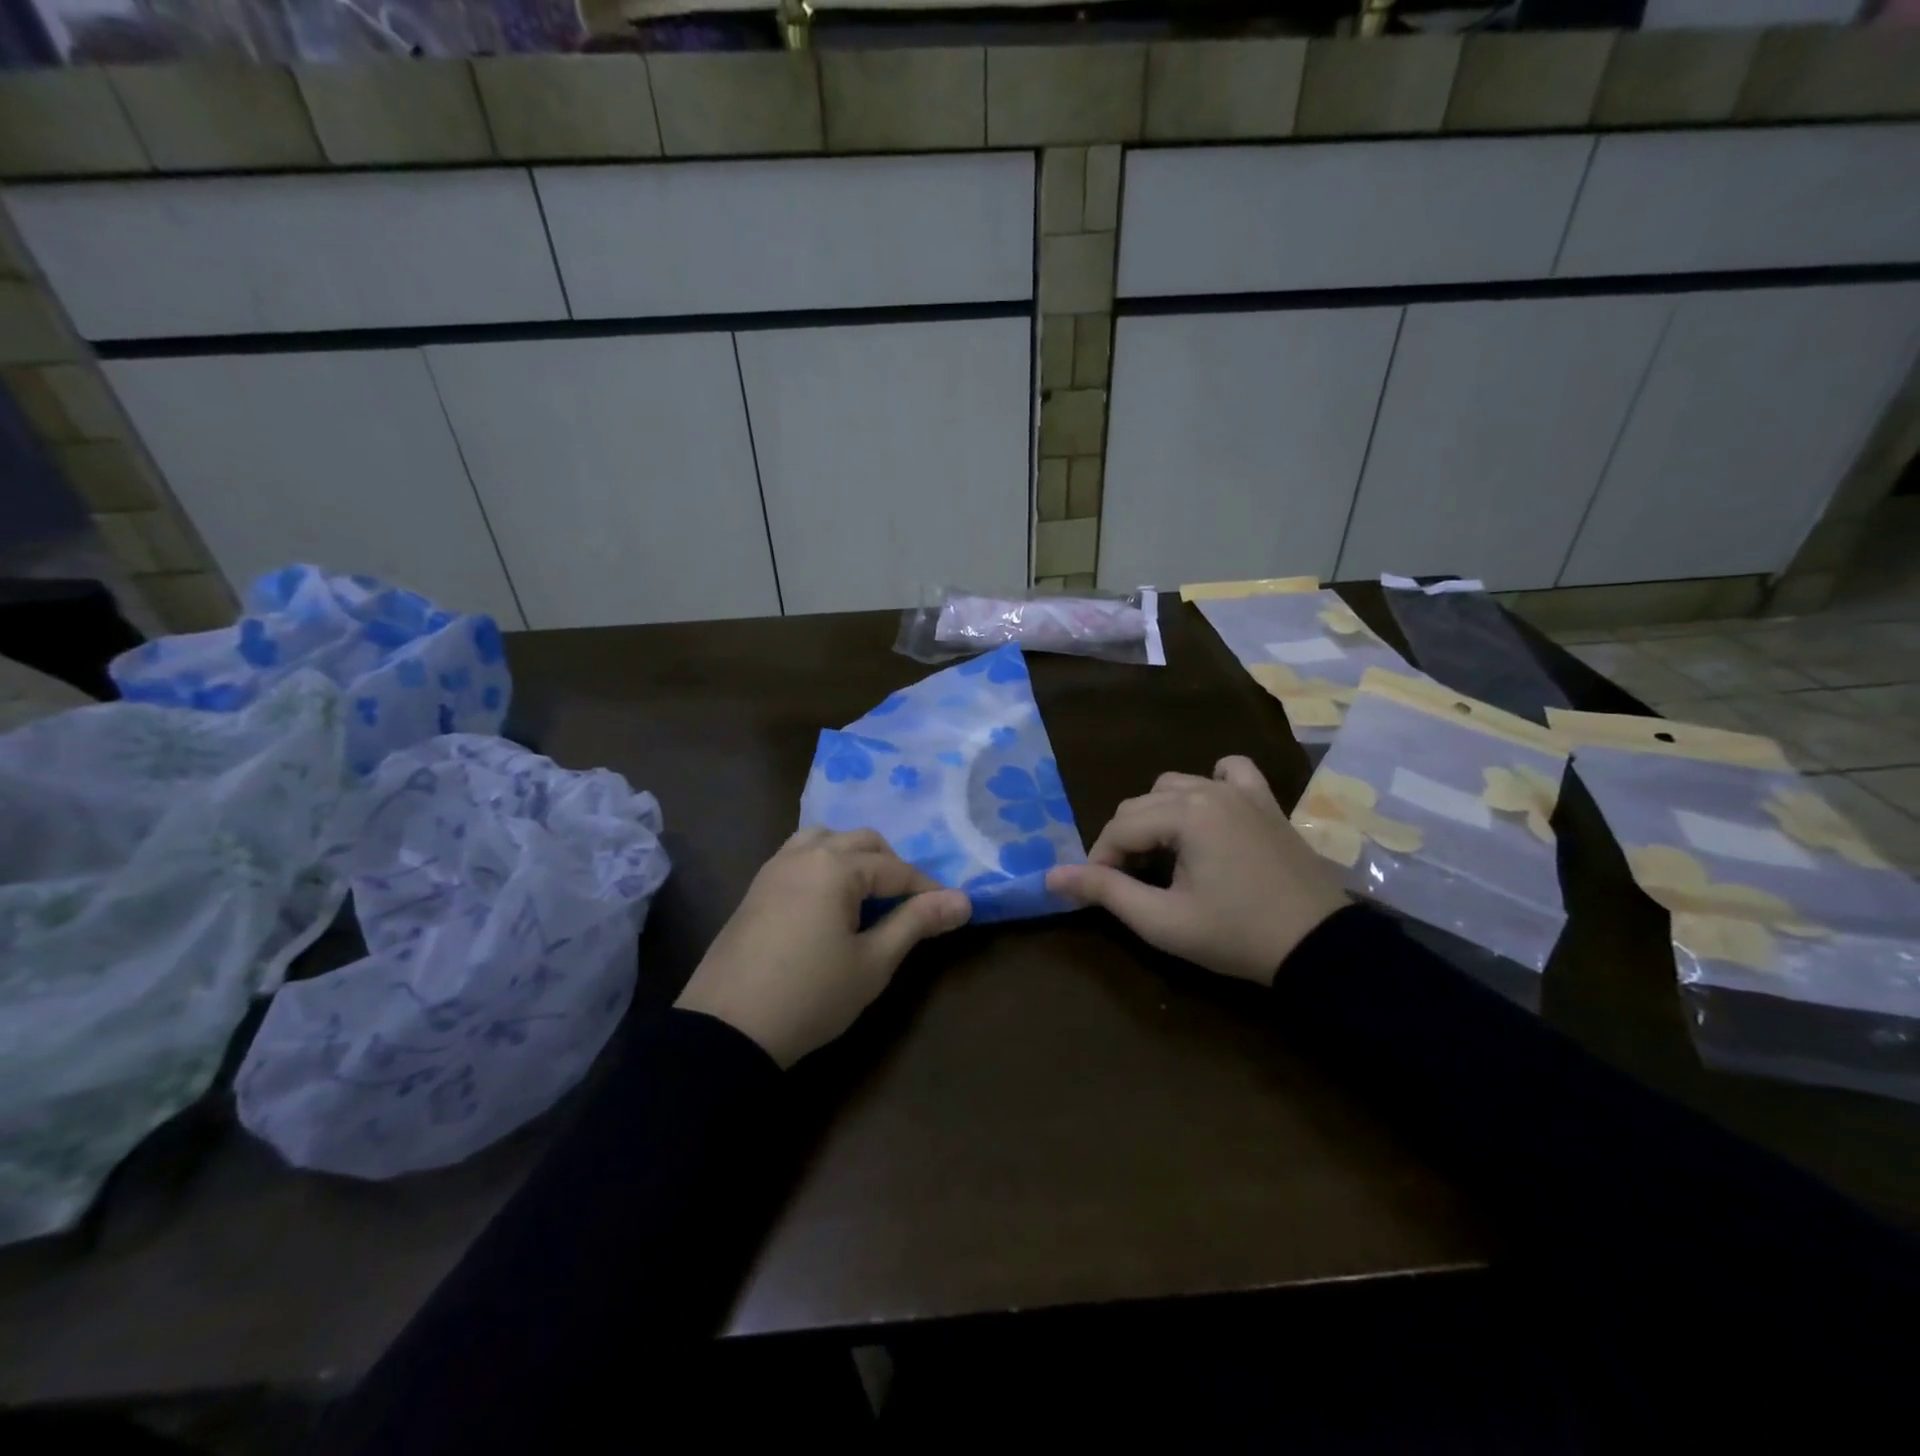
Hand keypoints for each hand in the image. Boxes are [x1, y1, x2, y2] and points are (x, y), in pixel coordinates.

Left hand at [676, 828, 971, 1067]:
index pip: (894, 868)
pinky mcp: (755, 888)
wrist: (727, 1030)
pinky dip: (823, 864)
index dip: (925, 888)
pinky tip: (827, 901)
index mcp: (836, 867)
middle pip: (861, 841)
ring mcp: (774, 868)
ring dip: (853, 857)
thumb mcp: (873, 963)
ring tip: (865, 894)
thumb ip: (916, 923)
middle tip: (906, 903)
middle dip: (891, 866)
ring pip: (825, 840)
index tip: (948, 909)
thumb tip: (963, 900)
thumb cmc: (810, 995)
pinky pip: (798, 856)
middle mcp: (804, 854)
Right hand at [1045, 756, 1347, 984]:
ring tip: (1164, 857)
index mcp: (1184, 814)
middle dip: (1125, 842)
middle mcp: (1209, 789)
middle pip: (1140, 804)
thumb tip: (1051, 876)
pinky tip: (1208, 811)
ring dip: (1158, 816)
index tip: (1100, 893)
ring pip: (1175, 786)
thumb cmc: (1236, 935)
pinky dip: (1211, 784)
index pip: (1119, 828)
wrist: (1319, 946)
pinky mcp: (1266, 802)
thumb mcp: (1162, 921)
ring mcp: (1241, 791)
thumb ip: (1105, 892)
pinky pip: (1230, 772)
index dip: (1100, 861)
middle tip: (1131, 884)